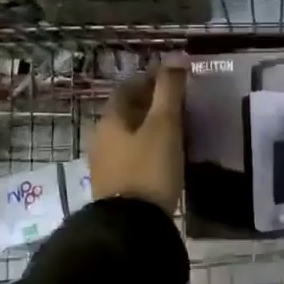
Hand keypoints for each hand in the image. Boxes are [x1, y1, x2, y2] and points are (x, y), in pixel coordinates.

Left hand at [88, 60, 186, 214]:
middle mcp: (102, 139)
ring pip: (131, 136)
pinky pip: (133, 157)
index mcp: (110, 119)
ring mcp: (106, 165)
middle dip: (152, 104)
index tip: (174, 79)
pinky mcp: (116, 187)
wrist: (132, 227)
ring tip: (179, 130)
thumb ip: (170, 90)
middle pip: (128, 112)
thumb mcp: (164, 124)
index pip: (127, 88)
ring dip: (151, 128)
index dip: (150, 79)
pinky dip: (150, 149)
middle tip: (181, 104)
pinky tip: (168, 157)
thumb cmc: (149, 168)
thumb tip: (176, 56)